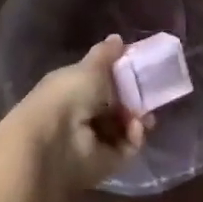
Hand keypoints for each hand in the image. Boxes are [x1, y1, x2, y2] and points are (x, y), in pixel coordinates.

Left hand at [7, 36, 152, 190]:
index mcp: (73, 89)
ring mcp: (93, 141)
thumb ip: (106, 55)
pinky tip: (135, 129)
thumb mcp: (89, 68)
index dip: (121, 77)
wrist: (54, 141)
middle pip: (116, 106)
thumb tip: (117, 38)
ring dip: (137, 119)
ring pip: (124, 128)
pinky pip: (127, 148)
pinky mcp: (105, 163)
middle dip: (134, 100)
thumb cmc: (68, 95)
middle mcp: (81, 115)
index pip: (101, 82)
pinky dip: (134, 138)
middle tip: (149, 96)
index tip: (140, 70)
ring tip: (144, 117)